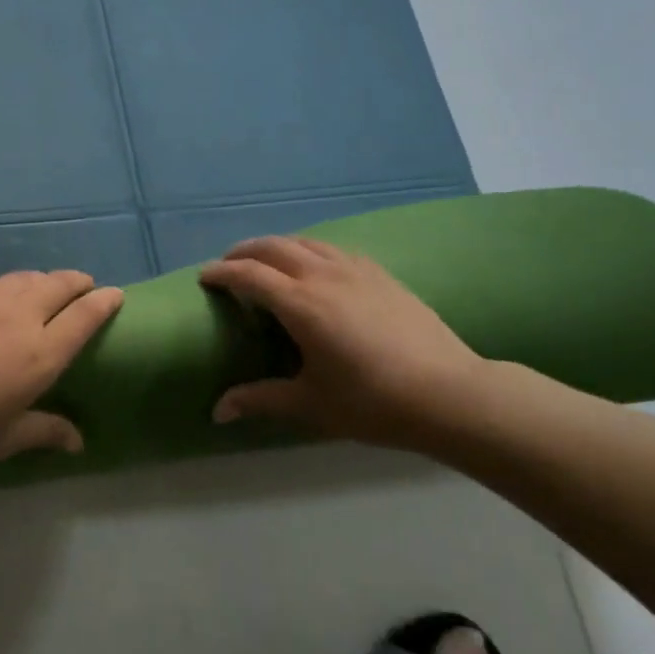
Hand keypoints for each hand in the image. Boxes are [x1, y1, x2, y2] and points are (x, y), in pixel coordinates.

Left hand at [0, 271, 123, 482]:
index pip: (84, 317)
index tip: (115, 294)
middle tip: (83, 286)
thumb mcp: (5, 440)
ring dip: (39, 280)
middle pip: (57, 285)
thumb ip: (45, 431)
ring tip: (42, 288)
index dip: (103, 302)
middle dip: (76, 282)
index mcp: (40, 354)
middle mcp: (17, 319)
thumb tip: (78, 442)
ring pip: (21, 278)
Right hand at [198, 237, 484, 448]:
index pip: (249, 275)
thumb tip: (217, 411)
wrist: (450, 393)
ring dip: (277, 246)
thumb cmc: (373, 401)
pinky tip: (316, 268)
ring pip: (305, 242)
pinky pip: (333, 250)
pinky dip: (310, 251)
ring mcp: (355, 269)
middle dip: (244, 251)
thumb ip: (261, 399)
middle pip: (273, 246)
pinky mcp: (380, 273)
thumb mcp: (310, 404)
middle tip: (228, 265)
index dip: (222, 272)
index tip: (204, 277)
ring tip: (267, 262)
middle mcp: (322, 275)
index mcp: (300, 303)